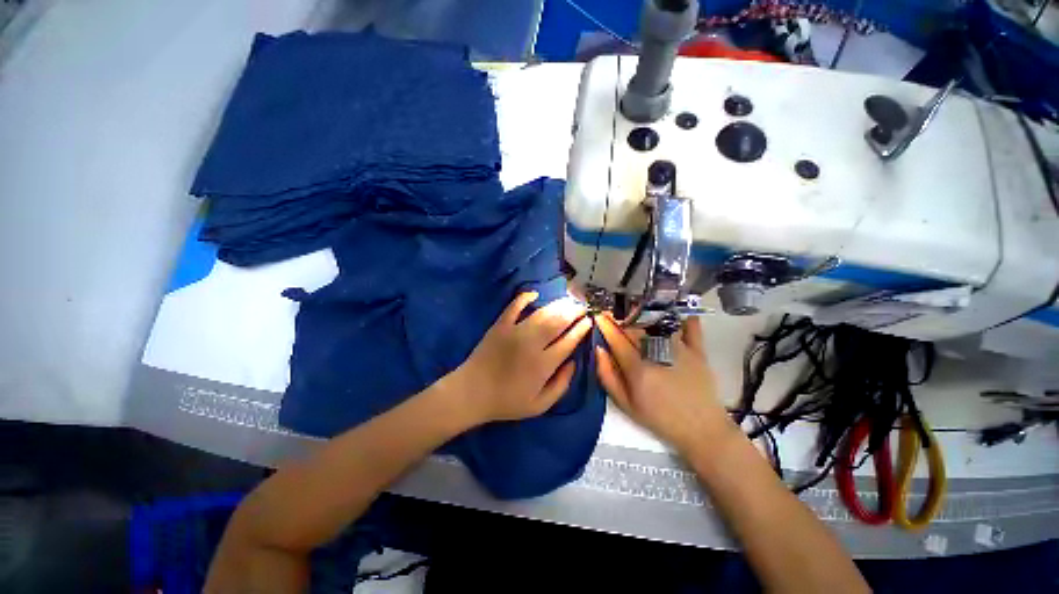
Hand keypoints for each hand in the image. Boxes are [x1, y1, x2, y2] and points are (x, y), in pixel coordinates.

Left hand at [451, 291, 592, 425]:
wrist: (472, 393)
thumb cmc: (507, 401)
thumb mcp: (539, 405)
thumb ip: (561, 386)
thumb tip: (573, 363)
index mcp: (544, 364)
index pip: (568, 341)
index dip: (581, 329)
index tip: (589, 321)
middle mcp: (532, 344)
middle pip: (558, 322)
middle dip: (573, 312)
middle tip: (582, 307)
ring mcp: (515, 331)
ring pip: (542, 313)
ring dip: (557, 305)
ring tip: (568, 300)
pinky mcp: (500, 325)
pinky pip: (514, 307)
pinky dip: (524, 298)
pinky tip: (534, 294)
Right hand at [595, 314, 732, 452]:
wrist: (701, 430)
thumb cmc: (659, 418)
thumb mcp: (626, 405)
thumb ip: (608, 376)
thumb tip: (599, 350)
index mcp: (637, 368)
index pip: (616, 339)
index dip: (605, 325)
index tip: (598, 315)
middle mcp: (656, 353)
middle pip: (634, 328)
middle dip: (620, 317)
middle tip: (612, 313)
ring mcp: (679, 349)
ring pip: (656, 323)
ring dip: (643, 315)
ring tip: (635, 311)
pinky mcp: (698, 351)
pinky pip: (690, 327)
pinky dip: (682, 318)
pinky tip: (674, 313)